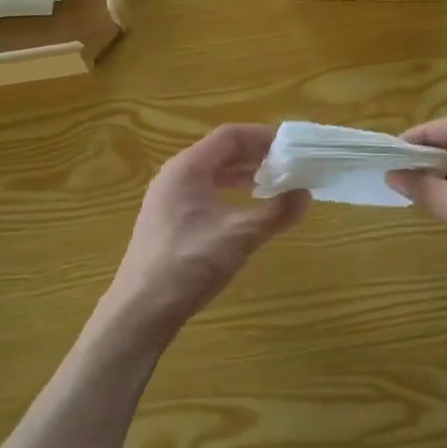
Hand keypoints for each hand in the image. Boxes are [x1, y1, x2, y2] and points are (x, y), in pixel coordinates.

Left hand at [102, 125, 307, 341]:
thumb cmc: (189, 263)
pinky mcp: (168, 223)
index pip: (229, 136)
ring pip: (212, 175)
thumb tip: (306, 194)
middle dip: (256, 156)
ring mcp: (168, 201)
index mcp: (187, 168)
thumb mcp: (240, 236)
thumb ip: (276, 212)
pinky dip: (230, 195)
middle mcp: (174, 177)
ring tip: (275, 185)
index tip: (292, 146)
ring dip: (244, 176)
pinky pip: (205, 195)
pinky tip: (247, 212)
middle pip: (220, 153)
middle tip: (290, 165)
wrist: (140, 310)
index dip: (263, 136)